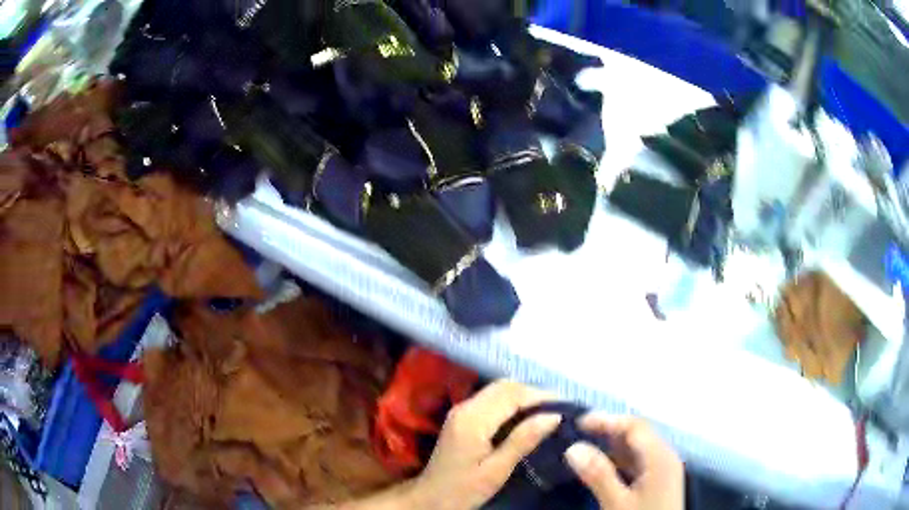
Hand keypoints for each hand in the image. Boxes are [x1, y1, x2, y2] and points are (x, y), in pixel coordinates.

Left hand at [408, 380, 560, 509]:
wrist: (430, 499)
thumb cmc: (463, 490)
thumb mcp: (496, 470)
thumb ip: (523, 440)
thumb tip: (554, 415)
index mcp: (473, 420)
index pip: (512, 394)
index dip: (540, 396)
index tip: (566, 406)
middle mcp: (465, 407)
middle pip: (504, 386)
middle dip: (534, 393)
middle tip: (559, 409)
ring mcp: (461, 410)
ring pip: (498, 390)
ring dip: (524, 396)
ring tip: (548, 412)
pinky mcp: (462, 417)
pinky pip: (492, 399)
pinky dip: (512, 402)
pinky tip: (526, 417)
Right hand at [565, 414, 683, 509]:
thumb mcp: (617, 503)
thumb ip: (599, 475)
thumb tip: (573, 447)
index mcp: (660, 457)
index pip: (635, 426)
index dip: (608, 420)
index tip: (578, 422)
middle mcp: (665, 457)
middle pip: (639, 434)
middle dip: (610, 430)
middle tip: (578, 432)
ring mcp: (664, 470)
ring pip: (638, 449)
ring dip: (614, 445)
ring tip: (586, 446)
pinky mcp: (659, 482)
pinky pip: (639, 462)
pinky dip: (620, 460)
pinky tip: (604, 467)